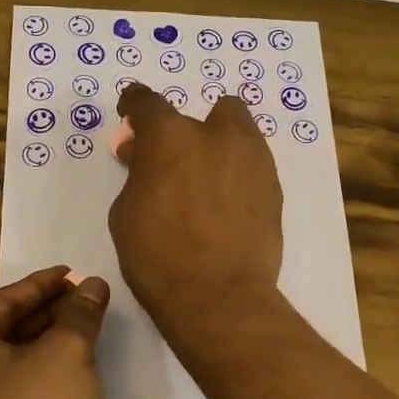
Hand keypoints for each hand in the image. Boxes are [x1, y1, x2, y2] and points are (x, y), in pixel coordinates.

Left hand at [0, 266, 110, 398]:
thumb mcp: (66, 353)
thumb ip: (80, 314)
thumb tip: (93, 285)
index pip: (2, 301)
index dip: (42, 284)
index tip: (74, 274)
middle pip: (6, 330)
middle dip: (48, 313)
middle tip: (86, 299)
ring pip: (14, 364)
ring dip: (49, 344)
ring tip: (88, 330)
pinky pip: (19, 393)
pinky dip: (46, 376)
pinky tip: (77, 375)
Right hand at [109, 83, 283, 337]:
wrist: (218, 296)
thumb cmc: (157, 256)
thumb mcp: (126, 212)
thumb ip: (137, 173)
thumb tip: (142, 155)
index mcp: (169, 137)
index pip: (147, 102)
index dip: (134, 105)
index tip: (130, 113)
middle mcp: (215, 135)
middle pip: (201, 113)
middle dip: (184, 132)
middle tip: (172, 160)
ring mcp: (252, 158)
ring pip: (236, 130)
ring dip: (217, 144)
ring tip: (204, 178)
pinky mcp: (273, 185)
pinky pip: (251, 163)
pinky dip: (236, 172)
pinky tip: (225, 202)